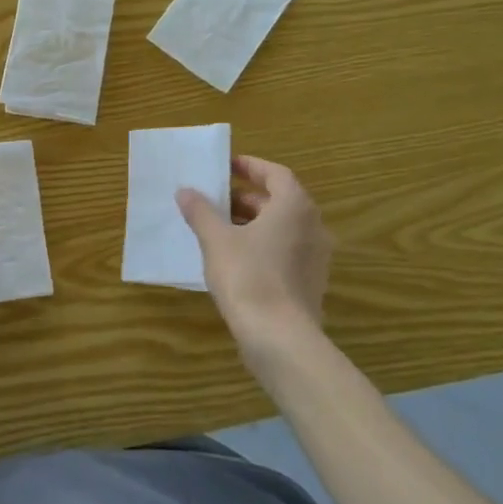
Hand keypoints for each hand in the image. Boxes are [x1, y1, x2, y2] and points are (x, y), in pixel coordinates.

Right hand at [177, 155, 332, 369]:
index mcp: (294, 207)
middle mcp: (313, 226)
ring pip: (283, 228)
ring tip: (219, 228)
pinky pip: (285, 251)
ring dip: (253, 222)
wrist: (279, 337)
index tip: (226, 166)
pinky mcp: (310, 282)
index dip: (250, 167)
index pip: (276, 174)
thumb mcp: (216, 240)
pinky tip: (234, 258)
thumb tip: (186, 191)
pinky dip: (262, 245)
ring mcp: (316, 257)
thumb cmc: (248, 276)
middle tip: (216, 199)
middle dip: (247, 197)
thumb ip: (201, 211)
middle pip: (280, 201)